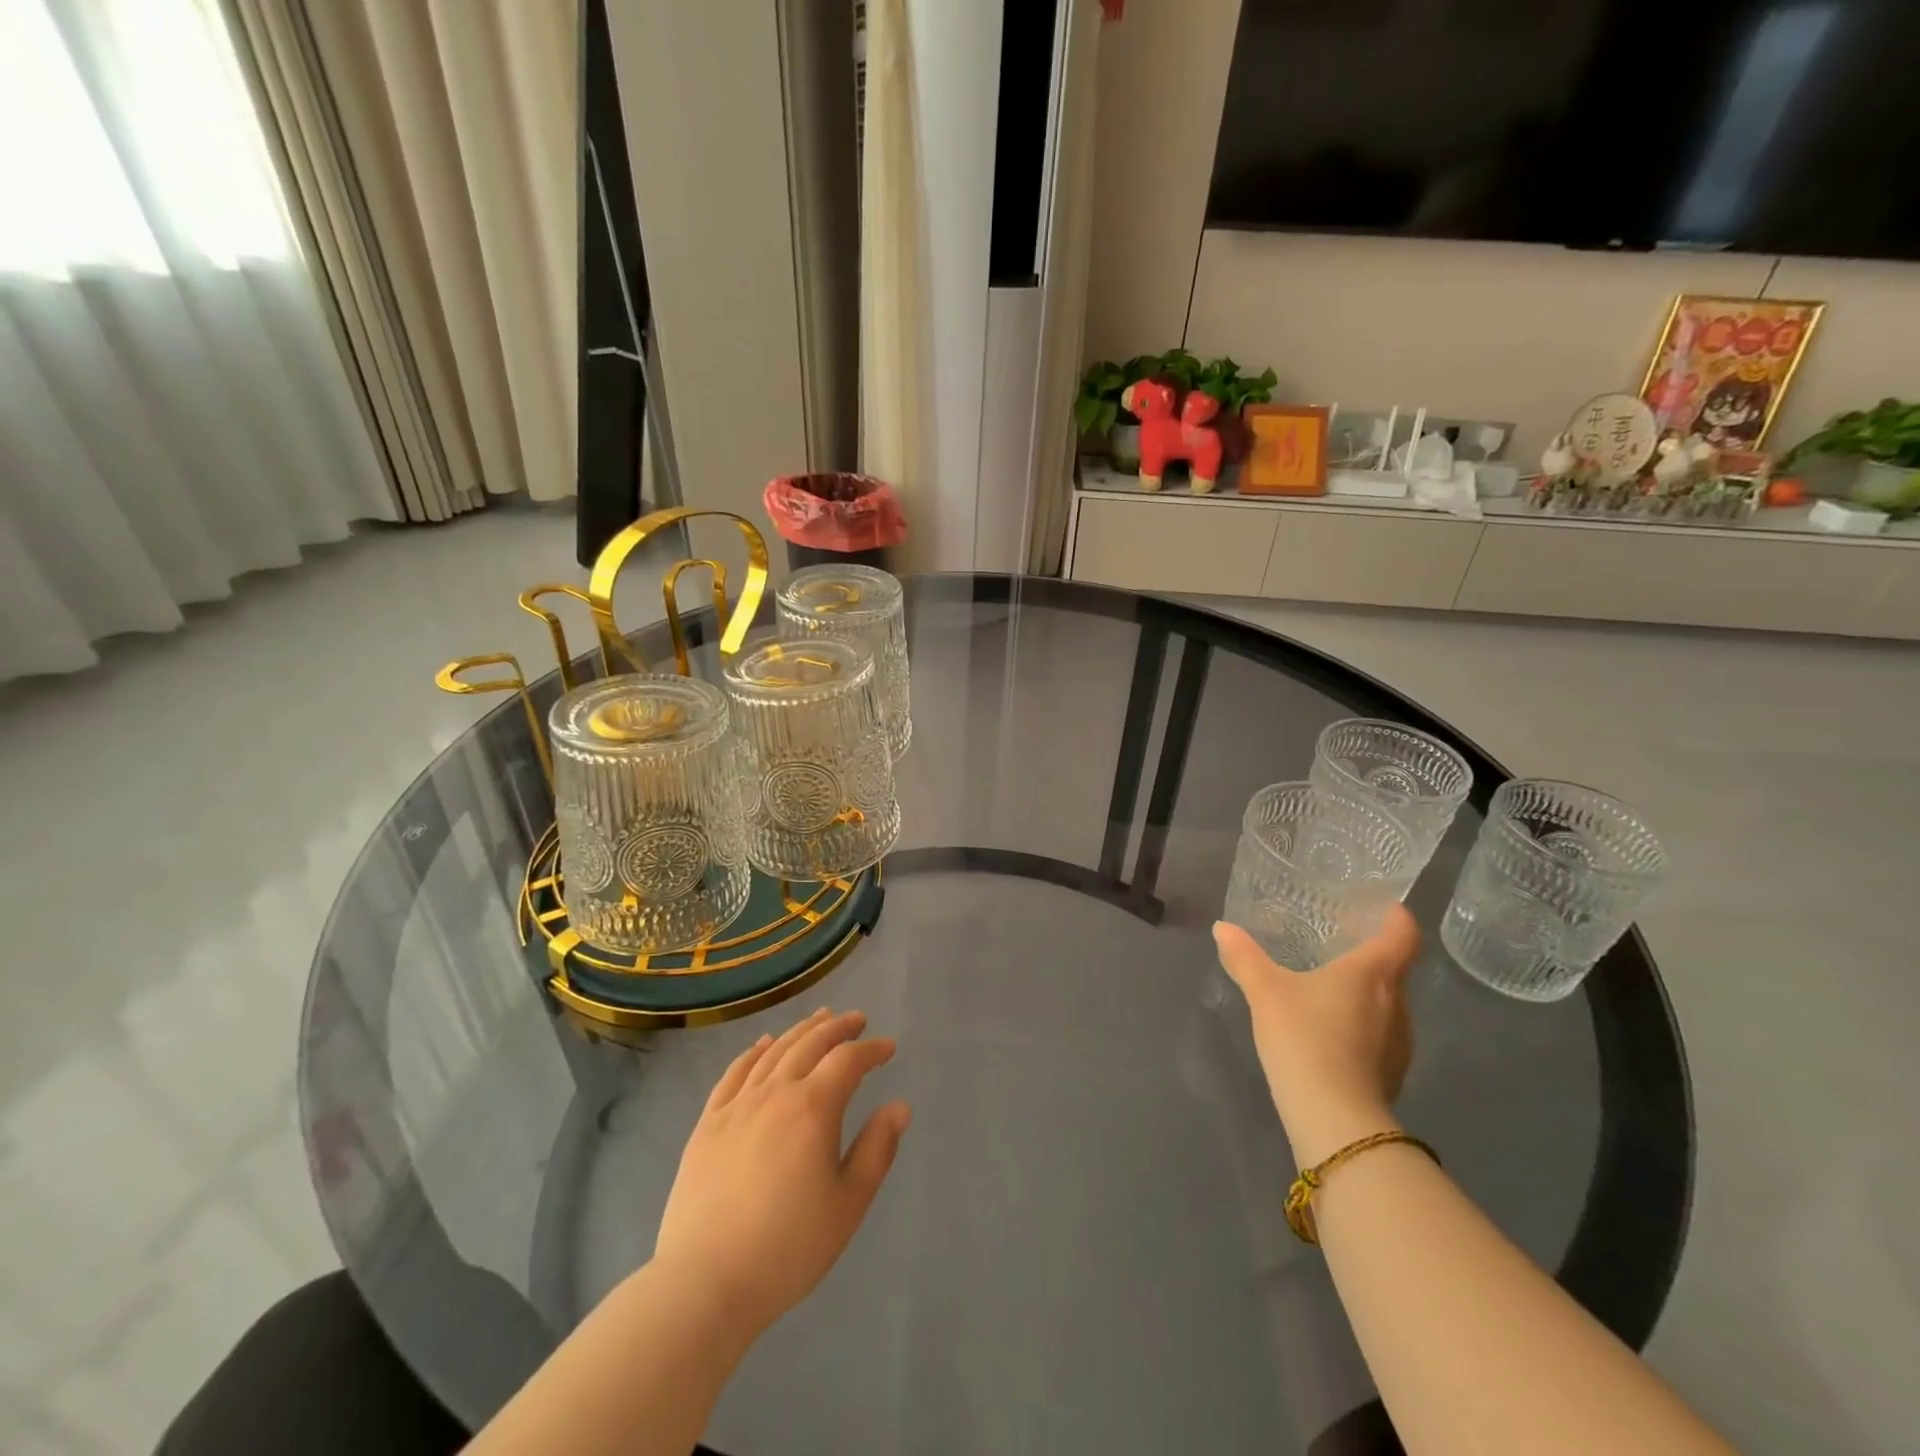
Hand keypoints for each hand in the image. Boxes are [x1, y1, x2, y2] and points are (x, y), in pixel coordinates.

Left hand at [653, 1009, 910, 1342]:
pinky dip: (754, 1051)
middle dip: (837, 1028)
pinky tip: (763, 1044)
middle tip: (856, 1019)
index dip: (871, 1050)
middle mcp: (775, 1092)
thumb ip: (877, 1149)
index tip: (888, 1048)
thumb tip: (899, 1106)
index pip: (848, 1061)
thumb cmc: (788, 1248)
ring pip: (774, 1051)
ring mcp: (737, 1105)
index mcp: (813, 1108)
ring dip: (800, 1031)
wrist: (705, 1283)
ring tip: (818, 1020)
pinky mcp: (708, 1123)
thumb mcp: (848, 1204)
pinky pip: (735, 1072)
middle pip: (810, 1044)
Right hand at [1213, 906, 1418, 1164]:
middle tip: (1340, 946)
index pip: (1402, 936)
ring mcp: (1400, 1042)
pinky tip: (1332, 1035)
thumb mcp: (1265, 991)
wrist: (1334, 1117)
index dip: (1398, 918)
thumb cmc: (1304, 1037)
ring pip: (1389, 1005)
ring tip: (1332, 991)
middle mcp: (1397, 1003)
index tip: (1387, 908)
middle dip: (1372, 957)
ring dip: (1366, 995)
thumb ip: (1244, 957)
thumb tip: (1222, 928)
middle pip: (1395, 970)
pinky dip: (1362, 1027)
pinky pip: (1381, 1036)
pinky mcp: (1392, 1073)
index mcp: (1372, 974)